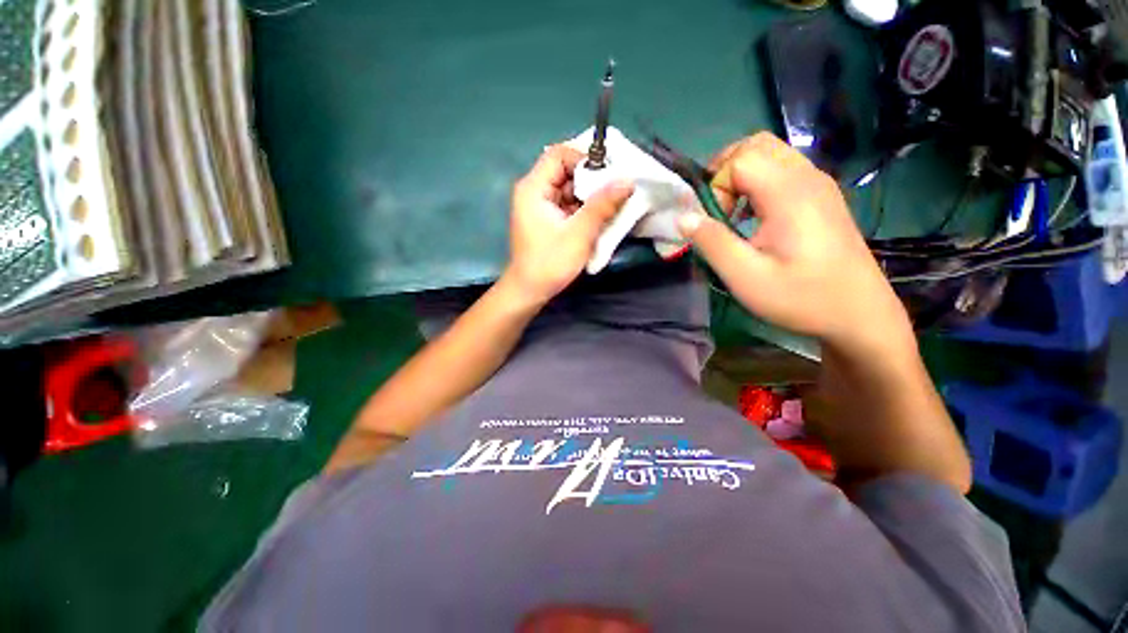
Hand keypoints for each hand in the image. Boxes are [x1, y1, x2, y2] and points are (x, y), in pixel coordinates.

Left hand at [504, 145, 633, 305]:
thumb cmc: (549, 264)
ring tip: (612, 206)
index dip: (585, 160)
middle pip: (566, 171)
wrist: (529, 291)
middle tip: (616, 192)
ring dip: (590, 196)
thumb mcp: (579, 234)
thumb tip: (627, 180)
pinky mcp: (548, 219)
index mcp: (533, 188)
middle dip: (592, 180)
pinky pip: (569, 204)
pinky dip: (584, 209)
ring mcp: (541, 206)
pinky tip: (600, 218)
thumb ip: (602, 206)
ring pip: (570, 188)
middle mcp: (534, 191)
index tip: (608, 177)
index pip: (560, 155)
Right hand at [678, 133, 911, 358]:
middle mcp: (806, 177)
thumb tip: (684, 217)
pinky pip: (784, 169)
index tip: (715, 222)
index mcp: (789, 194)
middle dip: (725, 169)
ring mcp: (818, 184)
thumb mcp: (746, 277)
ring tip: (731, 212)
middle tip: (714, 207)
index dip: (716, 186)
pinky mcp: (822, 196)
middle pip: (757, 145)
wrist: (858, 314)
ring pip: (772, 153)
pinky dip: (759, 182)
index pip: (740, 160)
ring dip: (741, 174)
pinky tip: (755, 216)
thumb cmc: (801, 297)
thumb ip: (712, 243)